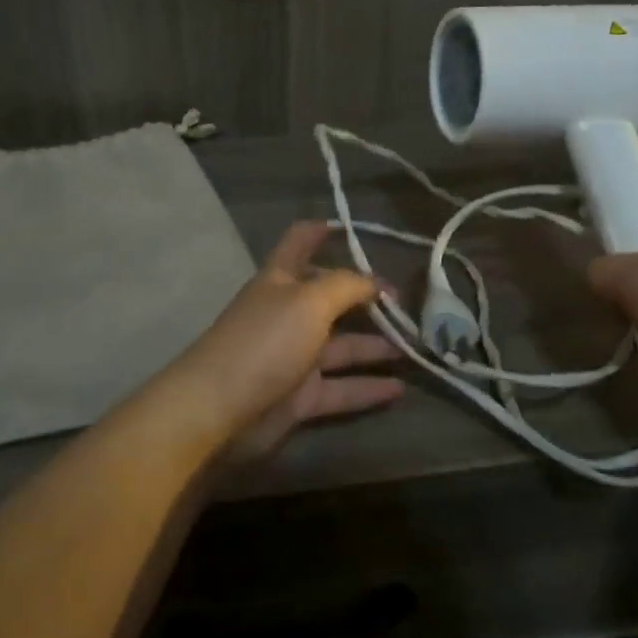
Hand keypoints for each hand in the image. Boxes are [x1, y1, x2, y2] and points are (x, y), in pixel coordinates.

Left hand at [167, 220, 403, 461]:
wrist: (221, 410)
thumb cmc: (265, 341)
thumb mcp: (309, 300)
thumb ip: (347, 285)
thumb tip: (376, 282)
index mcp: (281, 280)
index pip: (300, 241)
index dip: (323, 230)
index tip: (354, 227)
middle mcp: (288, 314)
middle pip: (331, 298)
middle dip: (368, 297)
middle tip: (410, 304)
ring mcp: (294, 357)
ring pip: (342, 346)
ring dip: (377, 345)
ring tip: (416, 346)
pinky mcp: (300, 397)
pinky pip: (341, 388)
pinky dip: (368, 388)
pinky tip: (400, 388)